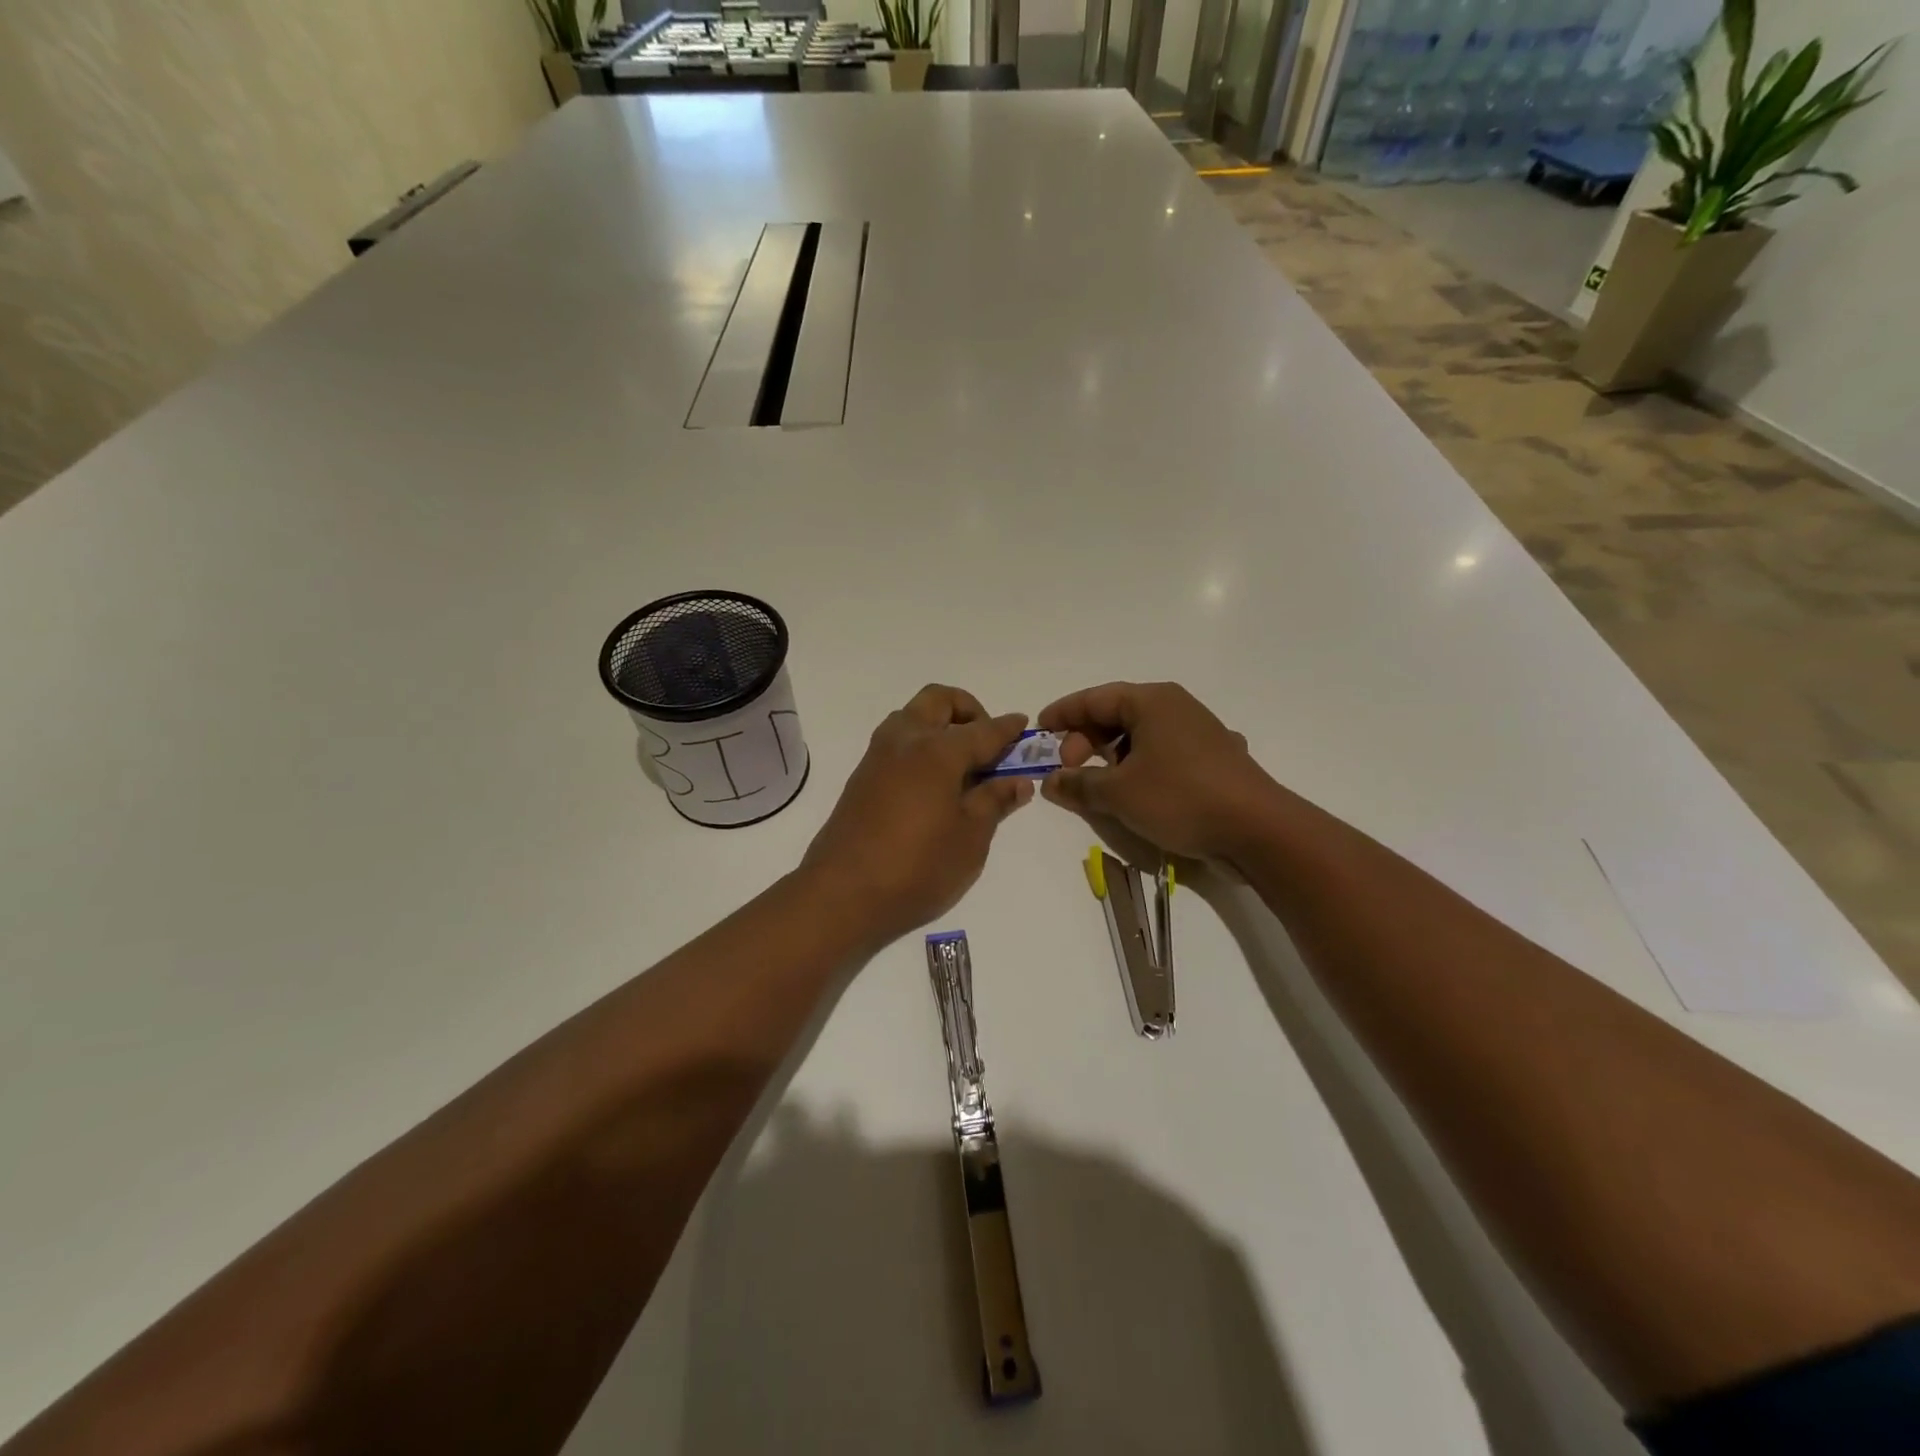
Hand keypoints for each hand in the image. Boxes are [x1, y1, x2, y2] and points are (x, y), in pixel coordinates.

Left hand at [803, 685, 1034, 948]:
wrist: (842, 894)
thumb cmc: (917, 867)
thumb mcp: (970, 838)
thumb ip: (994, 802)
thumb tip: (1017, 782)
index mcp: (937, 751)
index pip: (982, 730)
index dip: (1007, 729)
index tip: (1023, 725)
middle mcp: (904, 741)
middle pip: (938, 701)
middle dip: (968, 709)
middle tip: (987, 742)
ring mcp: (878, 757)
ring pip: (912, 717)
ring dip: (940, 725)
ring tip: (962, 765)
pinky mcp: (862, 777)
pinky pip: (897, 742)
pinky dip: (920, 745)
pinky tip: (934, 782)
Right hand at [1038, 682, 1275, 861]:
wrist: (1257, 830)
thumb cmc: (1180, 798)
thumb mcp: (1118, 793)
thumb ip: (1078, 784)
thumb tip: (1050, 782)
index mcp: (1152, 701)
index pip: (1095, 698)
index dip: (1063, 713)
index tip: (1039, 730)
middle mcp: (1177, 707)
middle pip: (1117, 714)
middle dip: (1086, 739)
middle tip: (1069, 769)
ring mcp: (1199, 732)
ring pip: (1141, 736)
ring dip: (1112, 756)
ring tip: (1098, 784)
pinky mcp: (1214, 759)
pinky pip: (1164, 753)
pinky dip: (1140, 766)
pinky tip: (1137, 791)